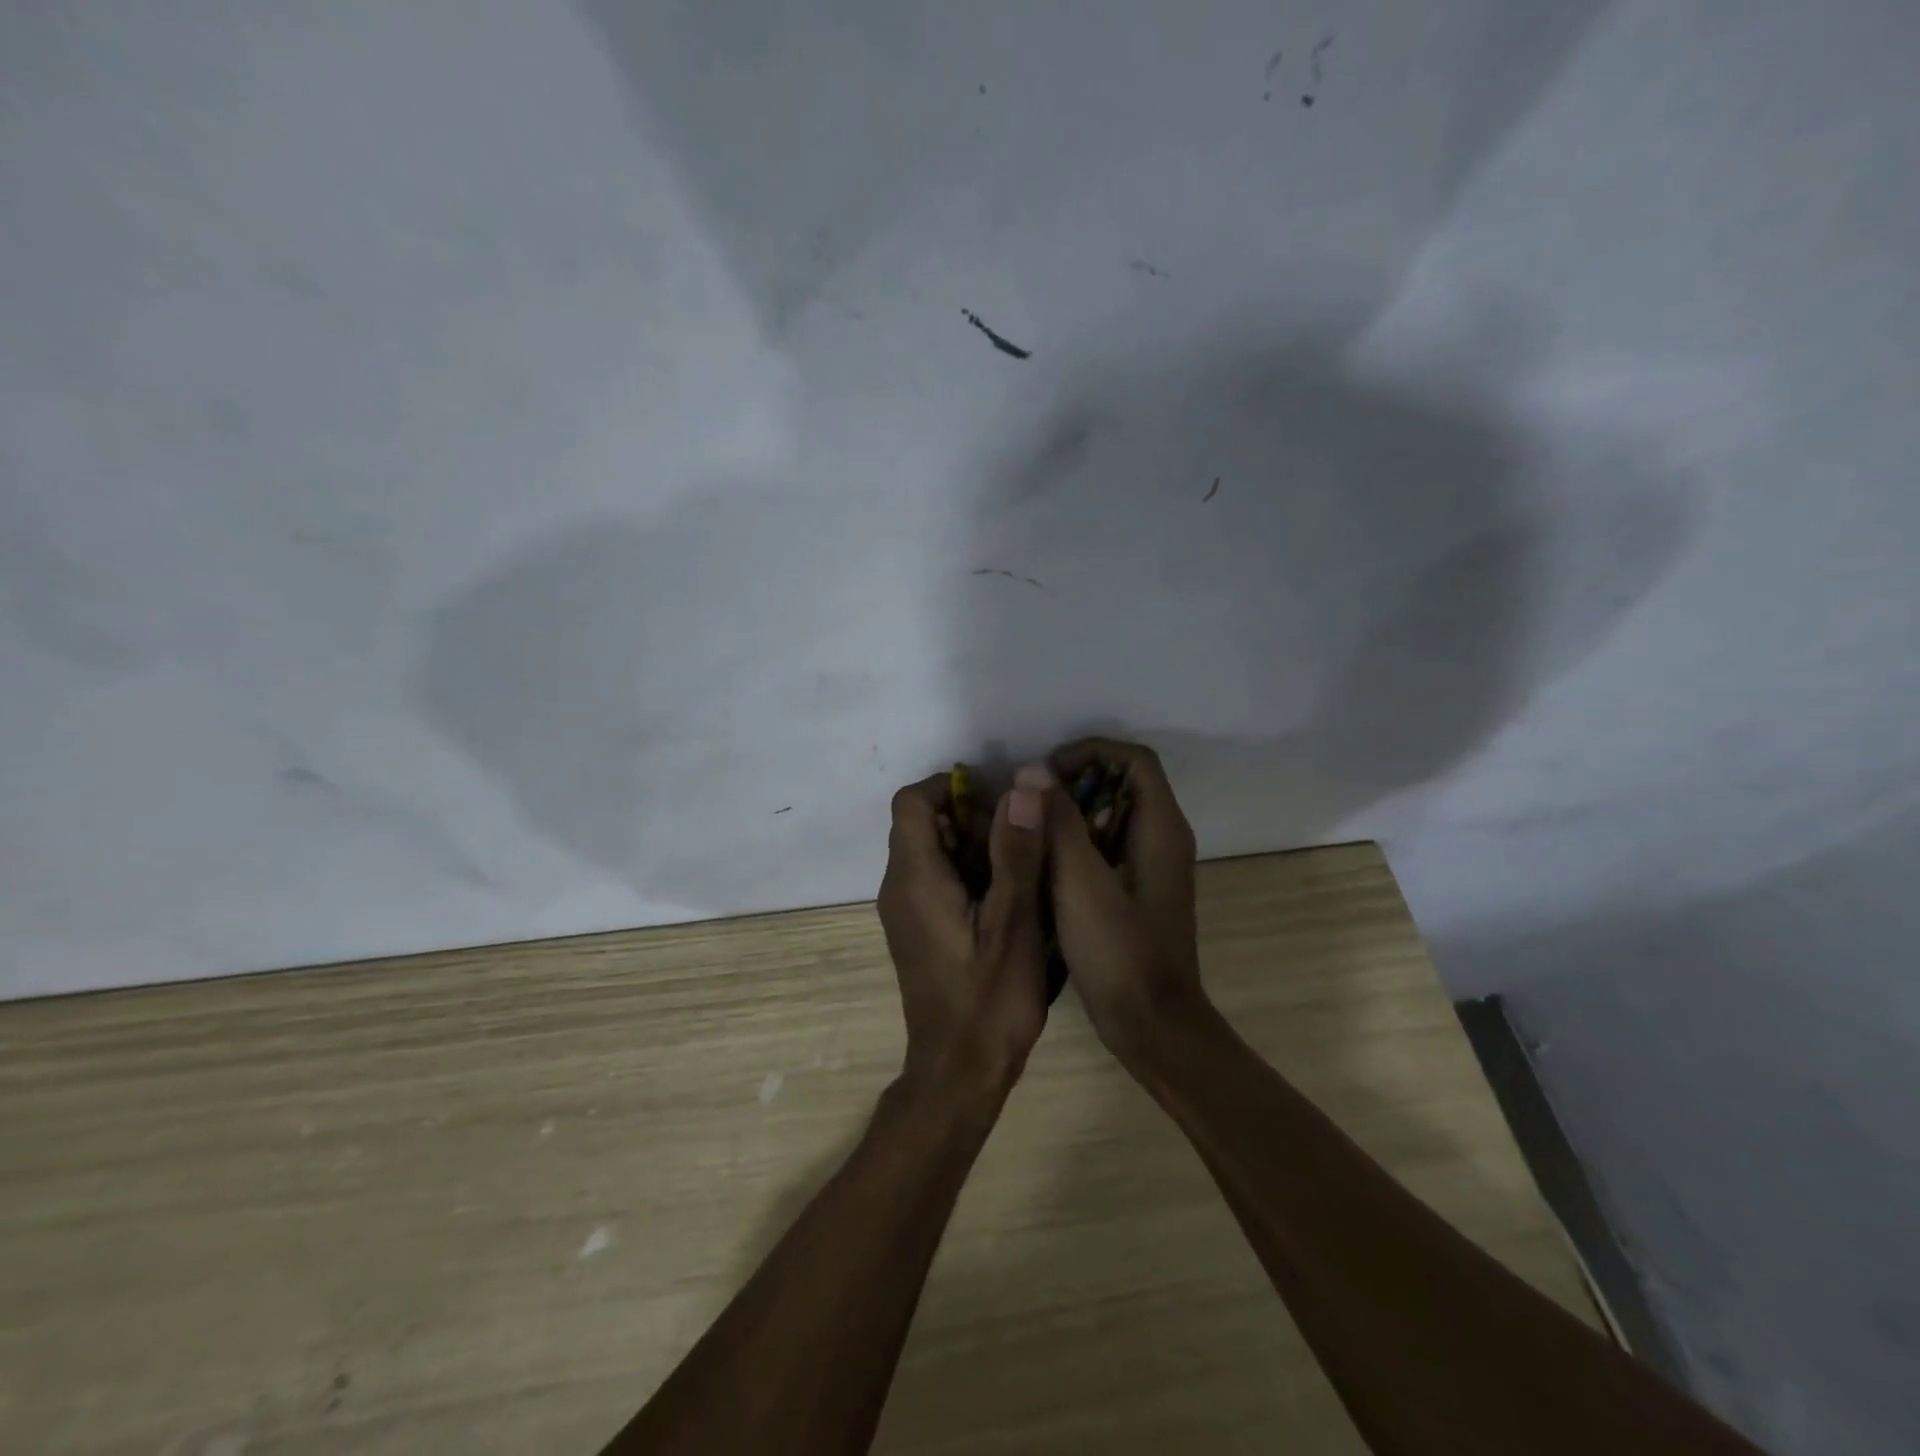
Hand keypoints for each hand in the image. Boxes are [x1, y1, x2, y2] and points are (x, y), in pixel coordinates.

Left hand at [877, 770, 1050, 1100]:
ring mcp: (902, 910)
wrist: (957, 1072)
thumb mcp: (1014, 922)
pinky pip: (931, 877)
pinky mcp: (914, 928)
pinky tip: (1004, 897)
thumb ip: (1017, 851)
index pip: (913, 801)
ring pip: (928, 848)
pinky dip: (964, 869)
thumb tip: (1024, 783)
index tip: (999, 801)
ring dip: (970, 843)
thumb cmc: (990, 1000)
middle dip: (969, 815)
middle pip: (920, 822)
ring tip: (1019, 865)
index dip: (953, 787)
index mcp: (915, 877)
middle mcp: (897, 886)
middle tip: (1019, 836)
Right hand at [1037, 739, 1205, 1056]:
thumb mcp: (1080, 883)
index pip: (1134, 760)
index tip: (1047, 772)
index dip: (1090, 752)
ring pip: (1113, 814)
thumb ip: (1059, 823)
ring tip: (1030, 826)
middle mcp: (1163, 838)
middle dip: (1076, 780)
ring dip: (1073, 811)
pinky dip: (1078, 840)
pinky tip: (1043, 861)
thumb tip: (1033, 771)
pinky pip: (1108, 845)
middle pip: (1123, 782)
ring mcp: (1152, 866)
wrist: (1151, 1025)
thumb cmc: (1119, 952)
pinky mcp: (1138, 890)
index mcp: (1161, 828)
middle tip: (1032, 801)